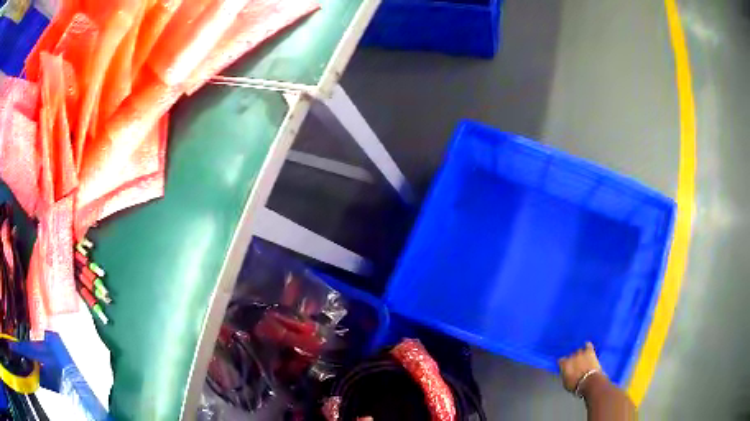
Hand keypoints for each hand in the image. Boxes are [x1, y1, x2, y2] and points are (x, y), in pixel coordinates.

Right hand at [558, 342, 603, 392]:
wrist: (589, 382)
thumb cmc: (576, 385)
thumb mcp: (566, 383)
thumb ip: (564, 375)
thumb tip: (564, 373)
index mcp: (564, 364)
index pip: (560, 361)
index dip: (562, 364)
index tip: (564, 367)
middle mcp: (571, 356)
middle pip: (570, 355)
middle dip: (572, 359)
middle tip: (574, 364)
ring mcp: (581, 353)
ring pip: (579, 350)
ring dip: (579, 354)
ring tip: (581, 357)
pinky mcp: (590, 351)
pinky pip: (588, 345)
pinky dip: (587, 345)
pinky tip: (587, 346)